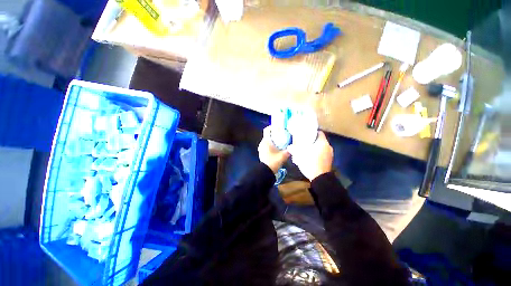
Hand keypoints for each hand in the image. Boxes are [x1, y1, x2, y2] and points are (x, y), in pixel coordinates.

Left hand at [258, 127, 289, 172]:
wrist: (266, 171)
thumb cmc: (274, 161)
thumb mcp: (283, 155)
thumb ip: (289, 150)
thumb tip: (293, 147)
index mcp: (266, 141)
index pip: (266, 130)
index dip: (271, 127)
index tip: (278, 127)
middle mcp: (262, 143)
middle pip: (267, 136)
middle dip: (274, 135)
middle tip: (282, 136)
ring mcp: (261, 148)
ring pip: (267, 141)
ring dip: (273, 141)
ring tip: (280, 143)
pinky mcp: (261, 153)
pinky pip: (266, 146)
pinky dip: (270, 146)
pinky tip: (276, 149)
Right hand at [288, 131, 332, 180]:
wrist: (320, 178)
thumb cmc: (310, 162)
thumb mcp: (299, 155)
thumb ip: (294, 149)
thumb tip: (289, 147)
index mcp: (322, 142)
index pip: (320, 133)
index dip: (313, 132)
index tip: (306, 134)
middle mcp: (328, 147)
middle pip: (320, 141)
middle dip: (312, 141)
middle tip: (304, 143)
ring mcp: (330, 154)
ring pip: (321, 148)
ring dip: (315, 148)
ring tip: (306, 150)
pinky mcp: (329, 161)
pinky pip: (323, 154)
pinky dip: (317, 154)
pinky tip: (310, 158)